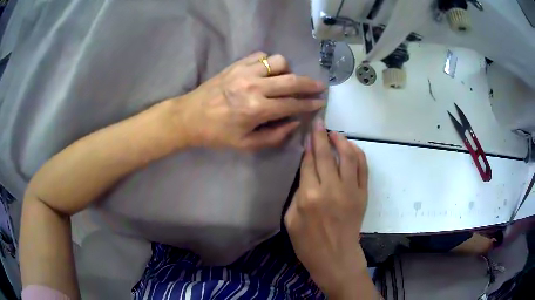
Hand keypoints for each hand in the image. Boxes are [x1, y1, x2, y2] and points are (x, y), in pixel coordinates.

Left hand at [172, 52, 325, 150]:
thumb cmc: (217, 134)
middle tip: (320, 86)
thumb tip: (295, 122)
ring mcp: (244, 72)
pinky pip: (261, 56)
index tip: (320, 102)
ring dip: (287, 71)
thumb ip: (274, 136)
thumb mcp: (246, 144)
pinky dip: (269, 62)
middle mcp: (254, 86)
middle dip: (310, 84)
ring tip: (284, 80)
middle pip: (292, 80)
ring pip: (279, 61)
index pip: (292, 104)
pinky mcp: (236, 64)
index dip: (309, 104)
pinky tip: (267, 72)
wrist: (189, 117)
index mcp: (256, 109)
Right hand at [284, 119, 369, 297]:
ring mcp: (350, 191)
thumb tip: (306, 175)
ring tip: (335, 133)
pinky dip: (358, 154)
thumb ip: (297, 194)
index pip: (308, 162)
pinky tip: (351, 148)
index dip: (308, 145)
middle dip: (321, 135)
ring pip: (348, 157)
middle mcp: (330, 189)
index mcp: (309, 196)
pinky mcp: (363, 195)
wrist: (336, 258)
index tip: (308, 131)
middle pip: (326, 155)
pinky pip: (363, 169)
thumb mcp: (290, 220)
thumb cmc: (308, 244)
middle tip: (319, 122)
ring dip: (341, 141)